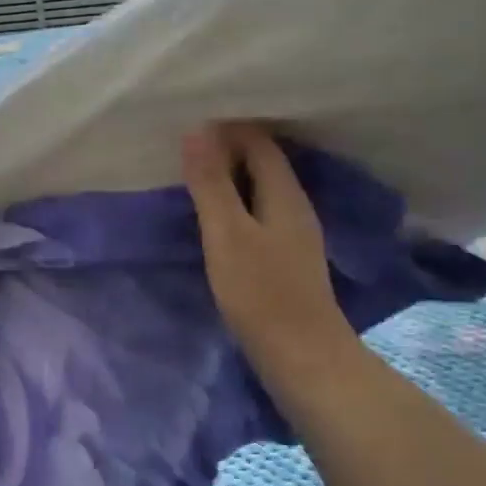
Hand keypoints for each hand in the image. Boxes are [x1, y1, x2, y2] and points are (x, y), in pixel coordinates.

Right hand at [182, 123, 349, 374]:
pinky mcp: (286, 258)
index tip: (187, 129)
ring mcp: (293, 234)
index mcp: (284, 193)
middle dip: (226, 151)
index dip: (225, 130)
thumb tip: (197, 130)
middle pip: (262, 162)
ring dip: (229, 180)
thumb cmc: (261, 293)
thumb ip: (211, 183)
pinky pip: (258, 214)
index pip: (258, 142)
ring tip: (192, 180)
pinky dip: (235, 207)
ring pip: (260, 190)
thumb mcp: (227, 234)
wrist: (303, 356)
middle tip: (182, 152)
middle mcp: (294, 205)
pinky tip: (215, 221)